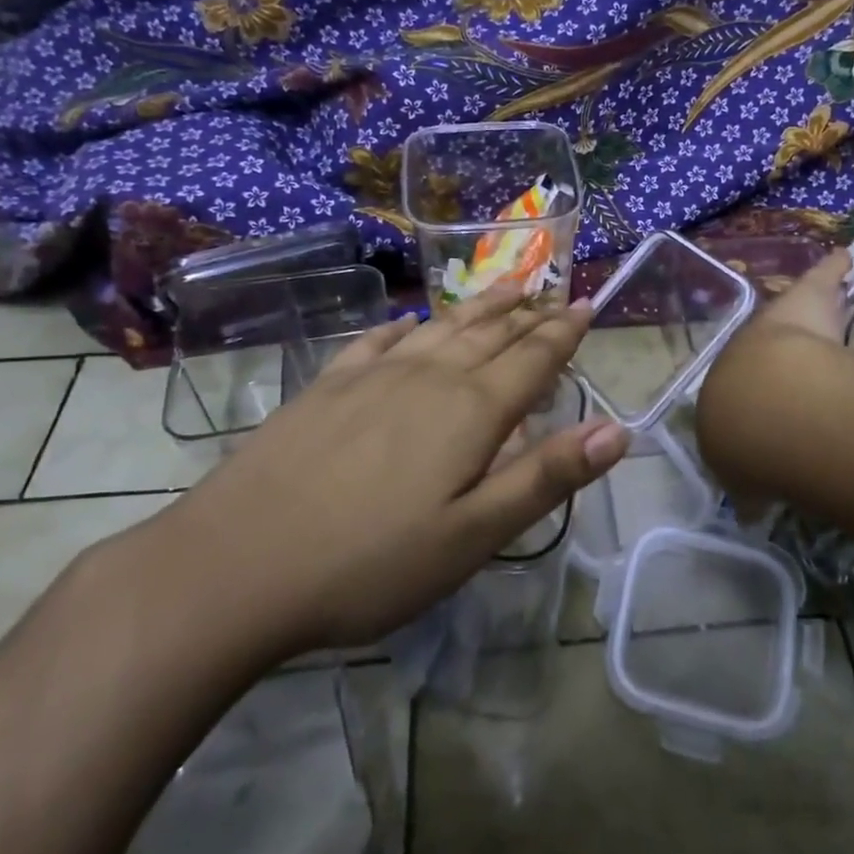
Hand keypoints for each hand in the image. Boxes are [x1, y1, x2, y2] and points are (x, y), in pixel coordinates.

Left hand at [139, 286, 629, 663]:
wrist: (235, 566)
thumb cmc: (370, 564)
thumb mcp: (472, 537)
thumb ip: (545, 478)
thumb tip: (618, 431)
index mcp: (470, 412)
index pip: (533, 358)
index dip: (563, 332)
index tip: (585, 304)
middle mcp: (427, 378)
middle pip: (490, 335)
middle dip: (527, 313)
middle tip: (552, 291)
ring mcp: (371, 377)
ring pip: (441, 328)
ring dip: (478, 307)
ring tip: (505, 287)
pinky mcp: (326, 388)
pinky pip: (379, 340)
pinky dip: (408, 326)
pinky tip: (414, 322)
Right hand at [696, 248, 850, 515]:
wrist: (767, 407)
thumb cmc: (745, 439)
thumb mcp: (738, 475)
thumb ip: (749, 489)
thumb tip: (752, 512)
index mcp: (727, 392)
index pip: (738, 389)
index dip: (756, 392)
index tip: (773, 398)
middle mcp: (748, 351)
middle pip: (766, 345)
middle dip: (781, 345)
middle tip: (796, 345)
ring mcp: (780, 325)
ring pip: (794, 316)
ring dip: (808, 311)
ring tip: (823, 301)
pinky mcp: (809, 298)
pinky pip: (823, 277)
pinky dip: (834, 267)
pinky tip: (846, 256)